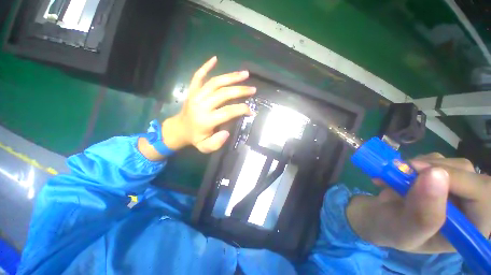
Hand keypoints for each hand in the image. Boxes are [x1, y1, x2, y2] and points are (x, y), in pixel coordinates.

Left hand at [162, 56, 255, 152]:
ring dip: (231, 77)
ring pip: (215, 82)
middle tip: (253, 89)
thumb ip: (216, 143)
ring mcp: (196, 95)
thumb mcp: (205, 147)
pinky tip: (215, 59)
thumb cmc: (195, 139)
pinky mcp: (192, 91)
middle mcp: (201, 105)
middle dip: (240, 90)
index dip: (242, 109)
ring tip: (244, 73)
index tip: (251, 111)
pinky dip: (206, 66)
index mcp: (206, 120)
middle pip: (224, 94)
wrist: (178, 129)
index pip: (228, 111)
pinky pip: (198, 76)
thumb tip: (227, 131)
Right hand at [347, 153, 490, 252]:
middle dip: (433, 169)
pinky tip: (398, 173)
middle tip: (402, 172)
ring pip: (450, 162)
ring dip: (420, 165)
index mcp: (473, 226)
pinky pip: (433, 159)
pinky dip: (412, 163)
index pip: (482, 193)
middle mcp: (471, 204)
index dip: (456, 178)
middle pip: (468, 172)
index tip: (420, 172)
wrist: (381, 218)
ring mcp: (457, 187)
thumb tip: (434, 175)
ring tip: (395, 177)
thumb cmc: (394, 232)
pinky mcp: (441, 175)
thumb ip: (423, 214)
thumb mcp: (406, 232)